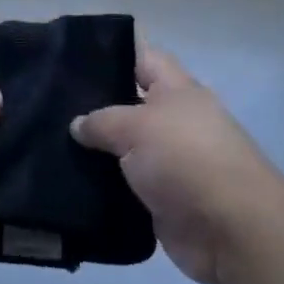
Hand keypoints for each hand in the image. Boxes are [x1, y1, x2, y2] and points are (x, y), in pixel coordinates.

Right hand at [71, 46, 283, 283]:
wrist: (232, 229)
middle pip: (130, 105)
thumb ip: (102, 121)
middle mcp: (174, 121)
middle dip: (95, 107)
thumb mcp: (136, 127)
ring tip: (52, 147)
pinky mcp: (164, 200)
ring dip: (97, 153)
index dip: (111, 54)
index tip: (72, 59)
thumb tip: (78, 124)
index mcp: (176, 90)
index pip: (142, 58)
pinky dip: (104, 188)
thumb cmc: (186, 158)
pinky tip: (70, 185)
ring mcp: (170, 162)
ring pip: (125, 149)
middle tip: (51, 106)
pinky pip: (127, 187)